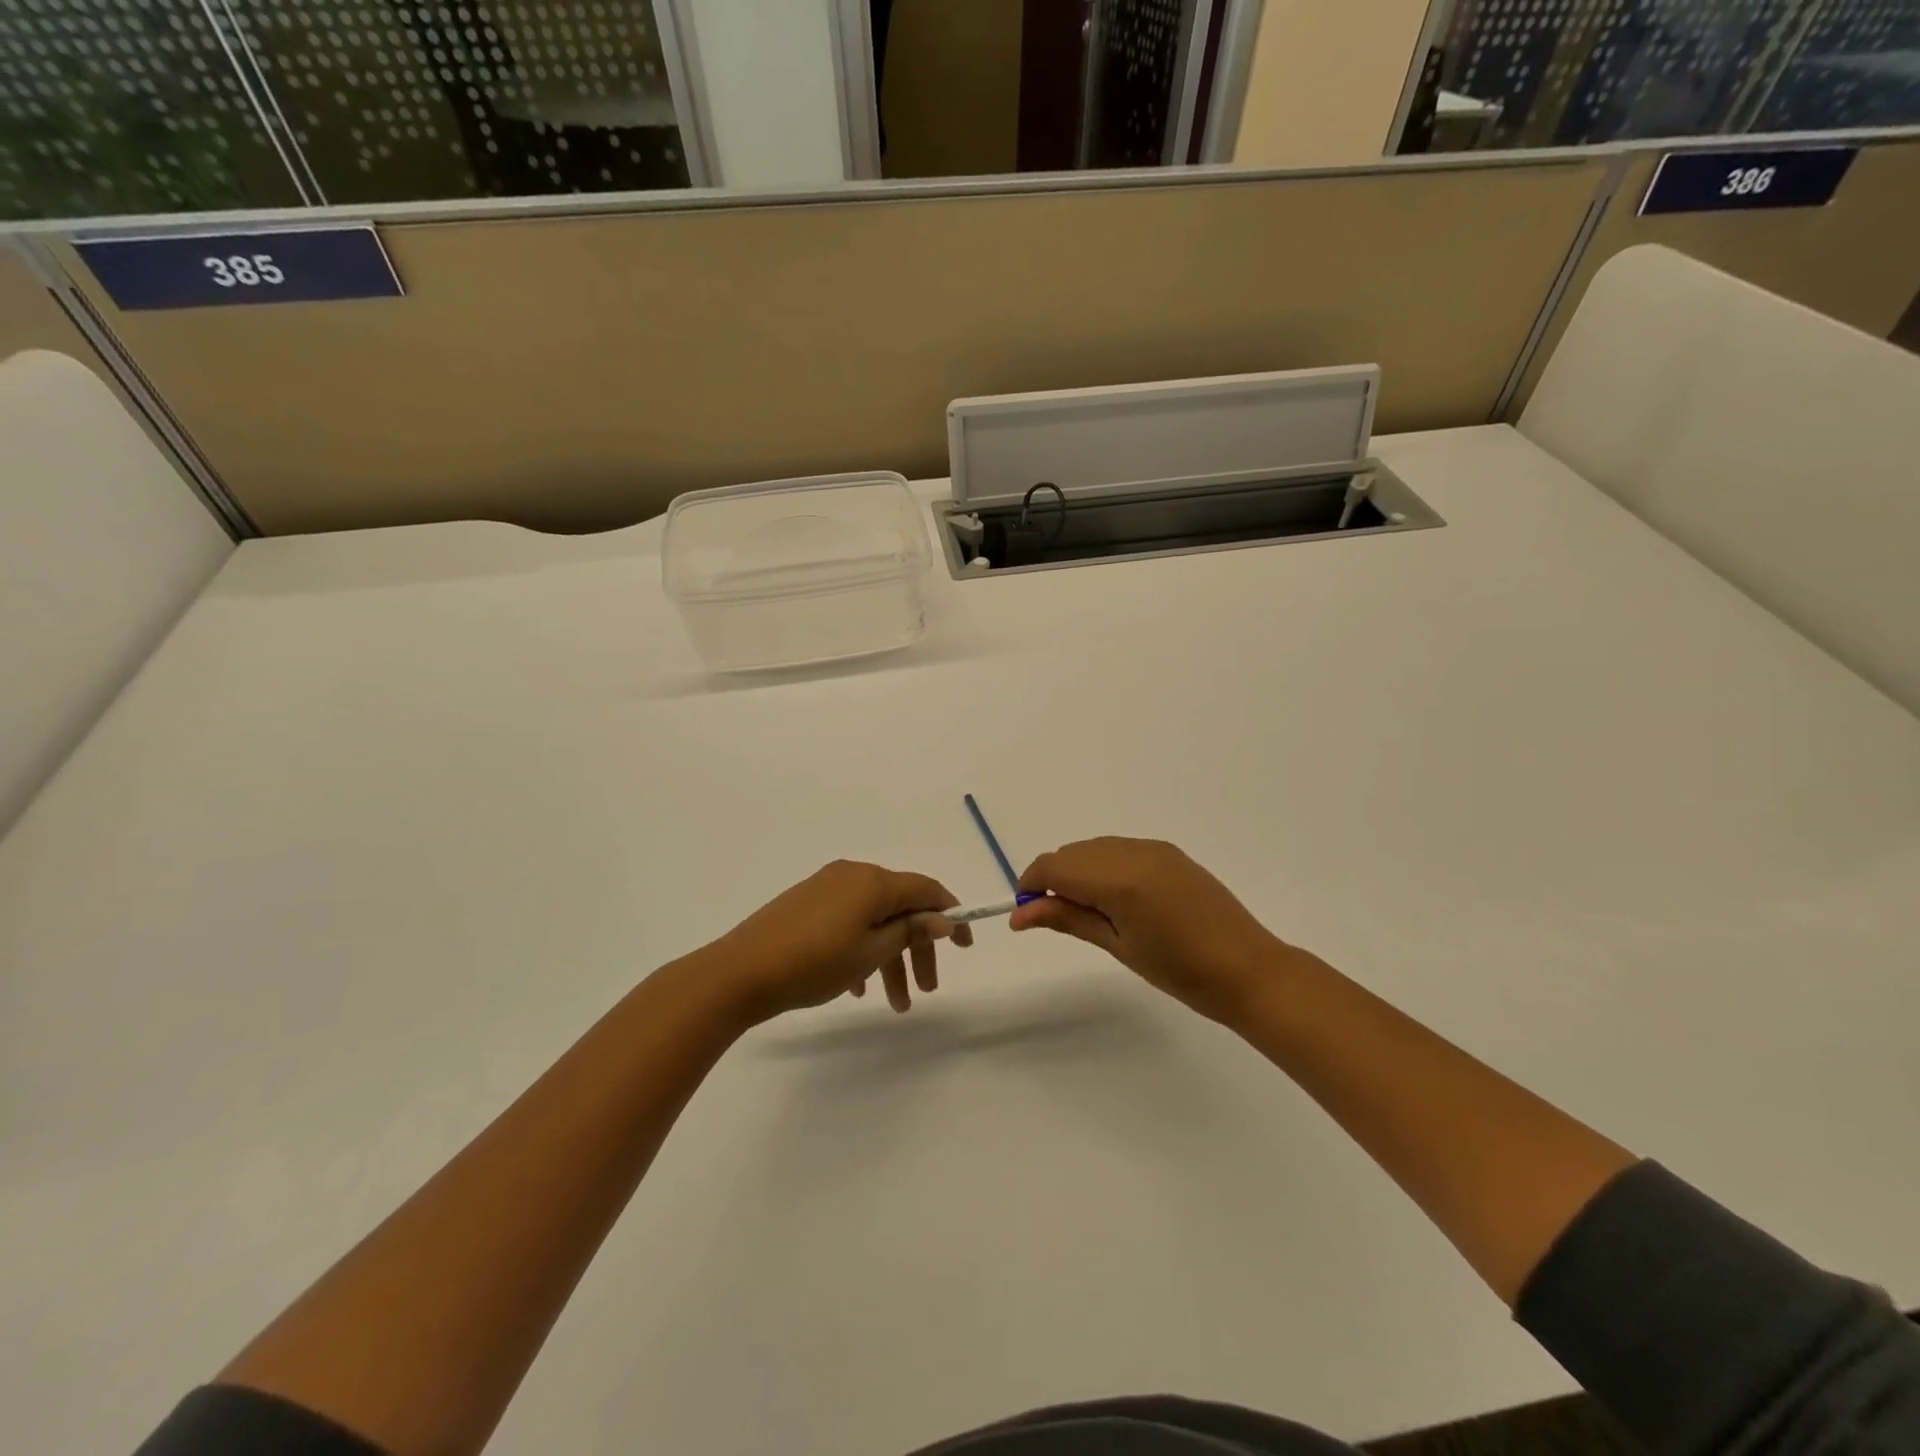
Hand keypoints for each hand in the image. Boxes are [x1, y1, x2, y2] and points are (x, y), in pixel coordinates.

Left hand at [708, 860, 972, 1024]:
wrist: (740, 972)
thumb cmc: (814, 963)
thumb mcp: (870, 952)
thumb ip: (909, 931)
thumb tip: (941, 918)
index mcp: (873, 881)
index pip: (926, 890)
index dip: (950, 916)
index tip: (965, 947)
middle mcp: (853, 875)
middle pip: (901, 907)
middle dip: (917, 948)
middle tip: (926, 990)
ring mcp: (827, 888)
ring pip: (874, 919)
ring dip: (889, 958)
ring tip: (894, 1004)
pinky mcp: (807, 904)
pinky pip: (849, 922)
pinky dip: (863, 949)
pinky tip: (859, 987)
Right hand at [1010, 837, 1294, 1024]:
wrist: (1248, 970)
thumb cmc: (1180, 971)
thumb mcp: (1118, 946)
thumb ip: (1068, 919)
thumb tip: (1020, 914)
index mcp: (1120, 879)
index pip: (1055, 865)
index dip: (1030, 883)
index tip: (1023, 911)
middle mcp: (1134, 852)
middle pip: (1072, 852)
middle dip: (1053, 878)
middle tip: (1053, 916)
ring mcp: (1154, 848)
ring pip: (1095, 848)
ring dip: (1078, 870)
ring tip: (1086, 910)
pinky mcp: (1169, 852)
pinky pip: (1120, 848)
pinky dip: (1103, 865)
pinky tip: (1113, 897)